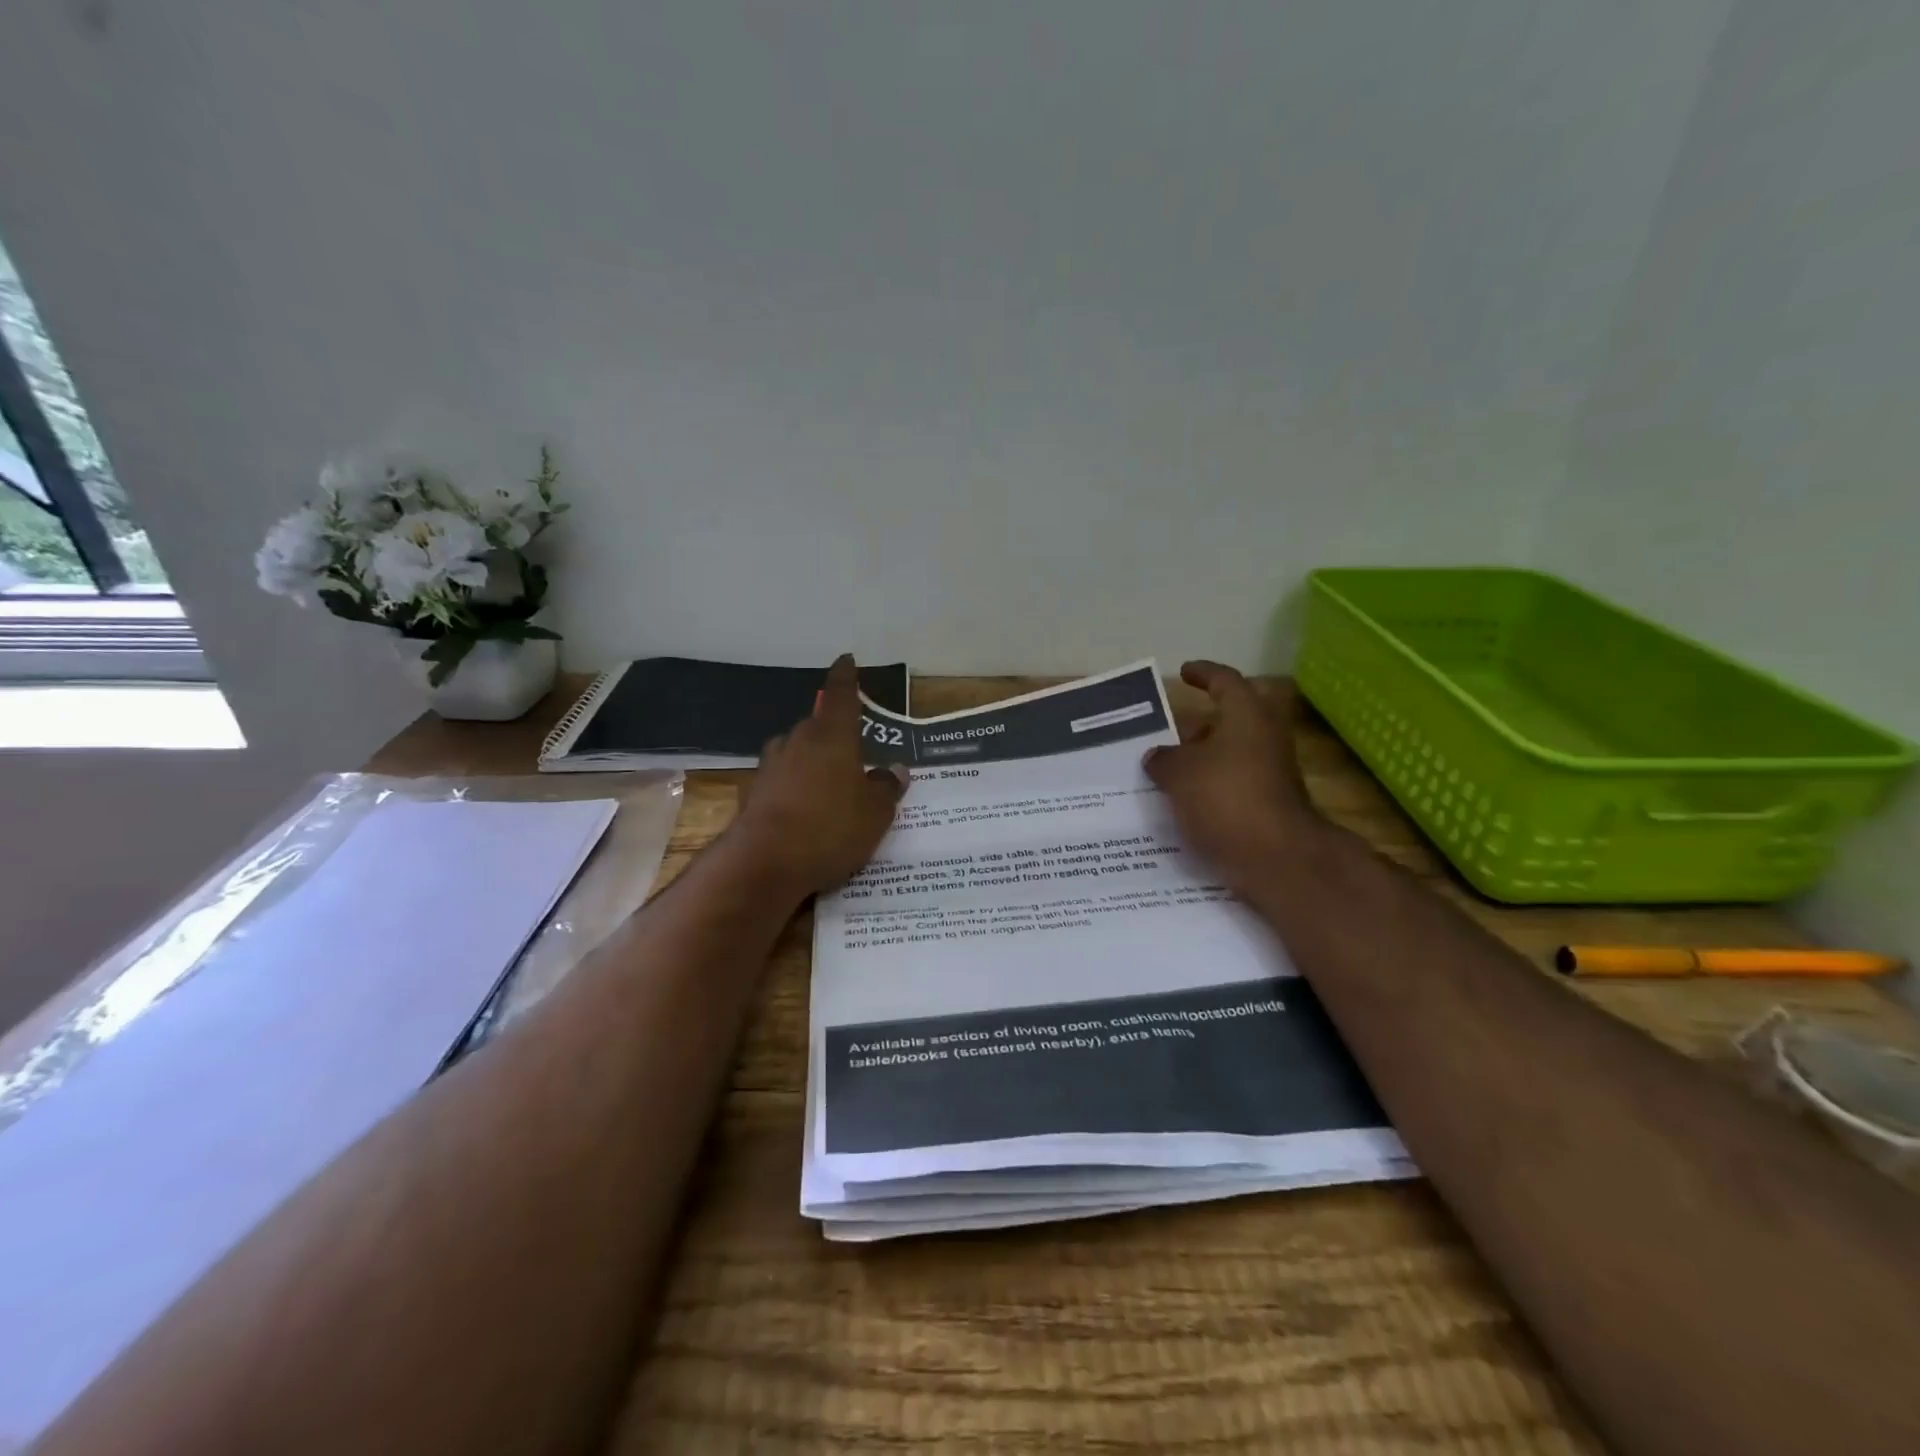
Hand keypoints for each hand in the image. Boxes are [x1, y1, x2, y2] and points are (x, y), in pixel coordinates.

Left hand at [733, 653, 908, 896]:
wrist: (764, 863)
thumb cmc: (831, 827)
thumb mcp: (875, 813)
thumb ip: (887, 787)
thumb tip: (895, 769)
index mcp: (832, 735)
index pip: (841, 694)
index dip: (846, 677)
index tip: (846, 660)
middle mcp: (798, 740)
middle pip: (819, 727)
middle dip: (835, 736)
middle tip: (855, 755)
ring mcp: (771, 765)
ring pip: (798, 753)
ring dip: (814, 763)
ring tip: (832, 788)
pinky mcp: (754, 792)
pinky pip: (784, 780)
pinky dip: (796, 788)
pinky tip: (806, 812)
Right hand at [1144, 662, 1322, 893]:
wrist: (1277, 858)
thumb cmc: (1226, 799)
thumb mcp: (1179, 774)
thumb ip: (1164, 759)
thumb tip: (1157, 755)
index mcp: (1247, 716)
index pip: (1225, 681)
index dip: (1203, 674)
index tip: (1184, 672)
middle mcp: (1265, 738)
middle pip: (1231, 720)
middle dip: (1200, 726)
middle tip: (1170, 733)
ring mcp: (1271, 773)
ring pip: (1232, 755)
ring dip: (1203, 759)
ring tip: (1167, 770)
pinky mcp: (1269, 804)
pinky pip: (1233, 784)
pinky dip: (1210, 786)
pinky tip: (1183, 801)